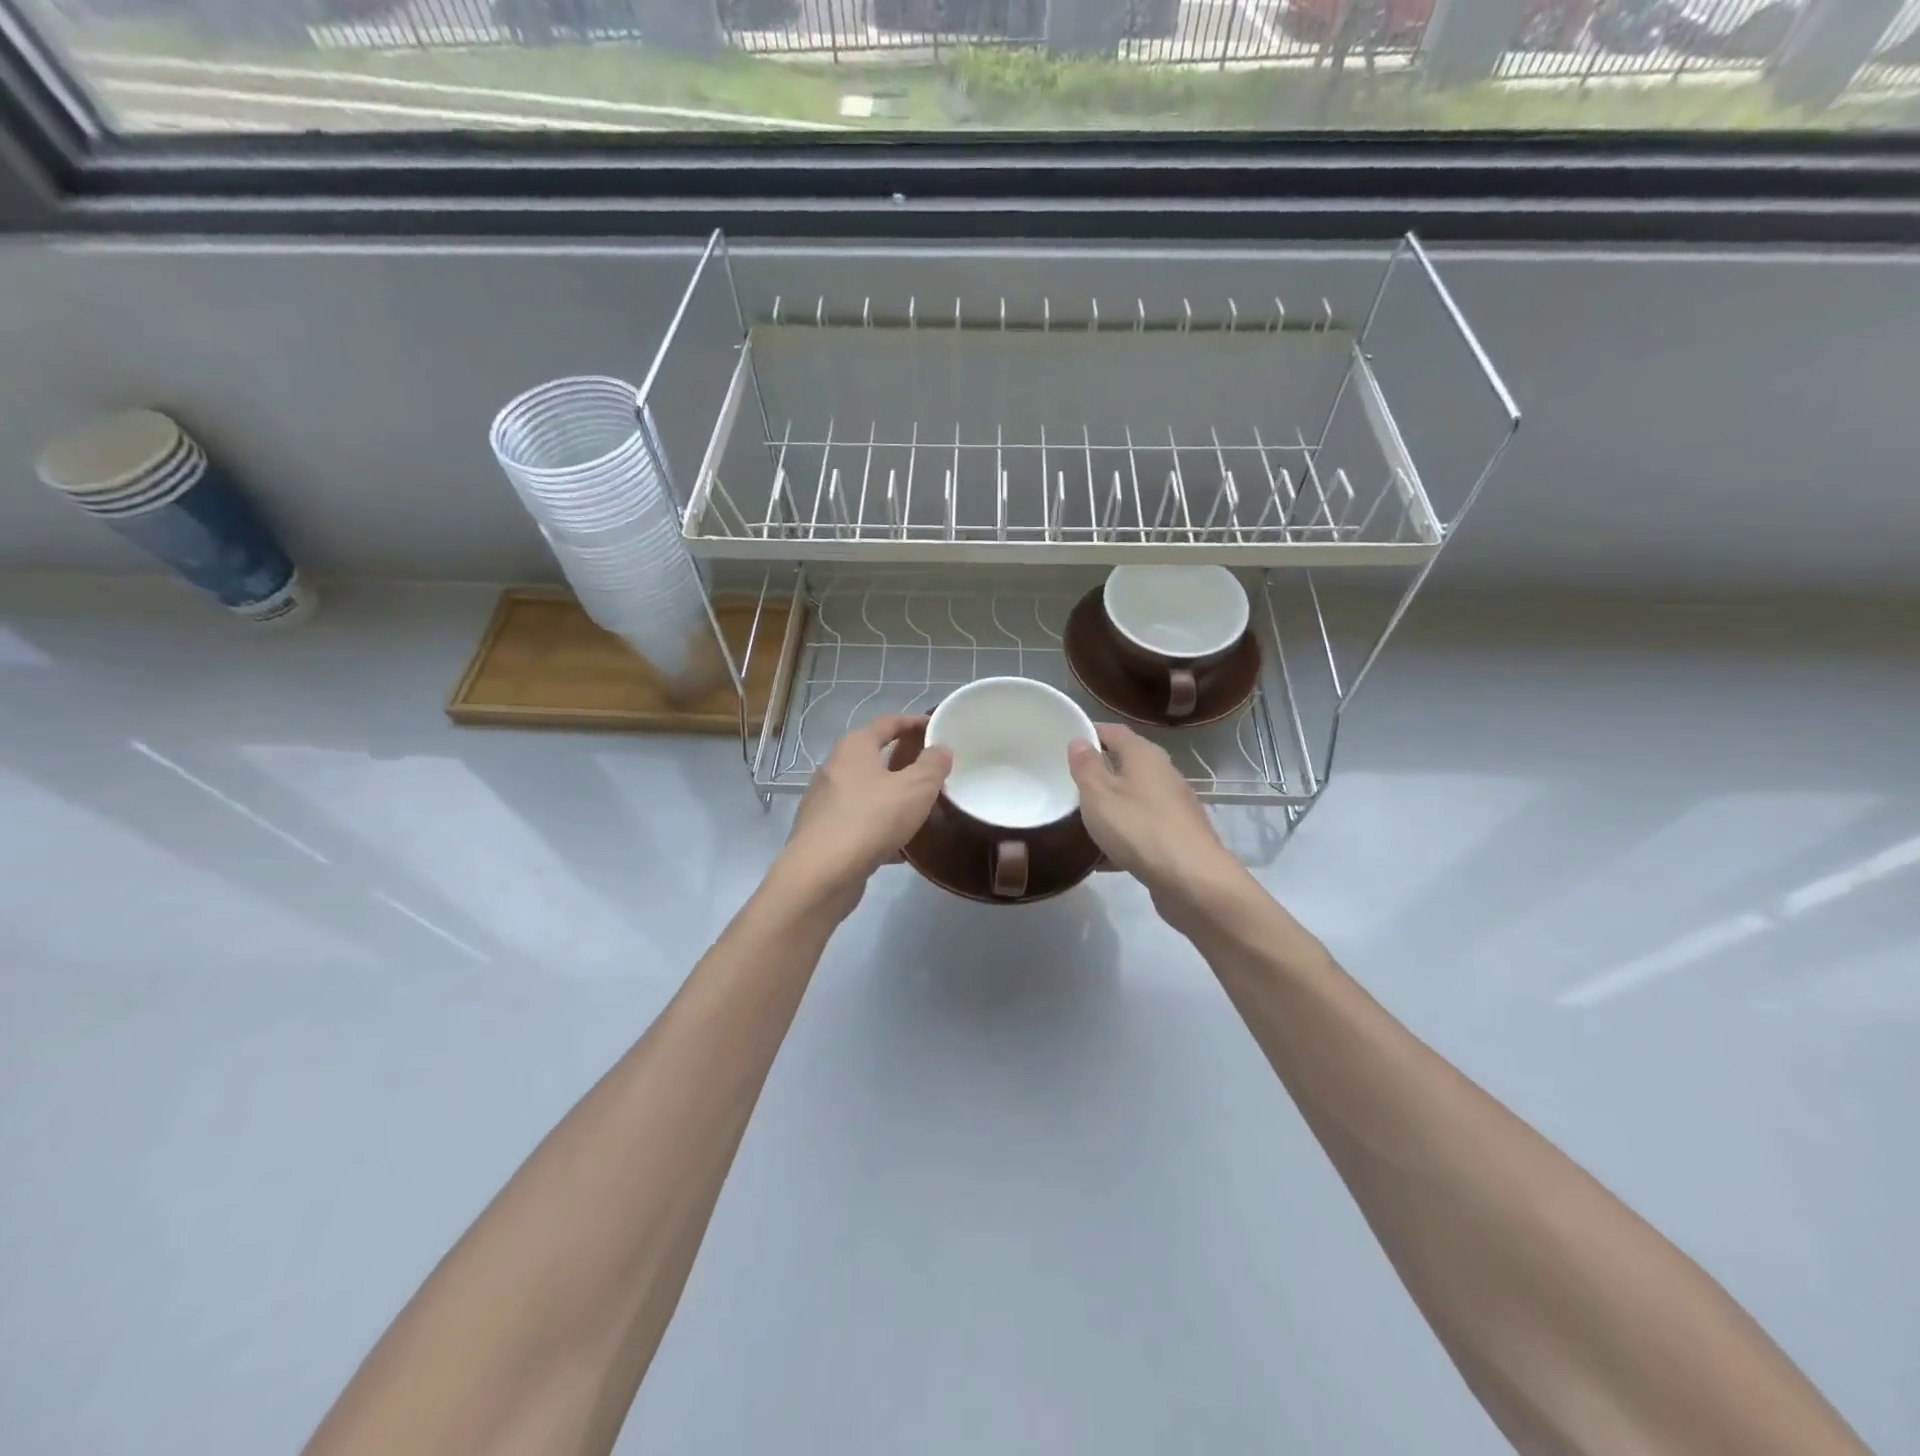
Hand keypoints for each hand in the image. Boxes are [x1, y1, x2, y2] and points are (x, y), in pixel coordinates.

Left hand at [780, 715, 951, 914]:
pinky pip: (859, 821)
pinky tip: (899, 847)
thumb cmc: (871, 819)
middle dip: (904, 761)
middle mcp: (835, 767)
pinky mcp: (823, 832)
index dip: (914, 722)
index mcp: (854, 747)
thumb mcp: (916, 788)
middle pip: (875, 756)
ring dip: (892, 796)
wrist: (821, 873)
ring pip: (867, 791)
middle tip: (933, 771)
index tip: (936, 728)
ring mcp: (825, 801)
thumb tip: (940, 749)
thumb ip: (932, 765)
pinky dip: (880, 826)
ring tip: (920, 808)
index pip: (888, 723)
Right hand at [1069, 723, 1247, 918]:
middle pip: (1127, 763)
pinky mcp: (1177, 836)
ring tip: (1080, 819)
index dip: (1091, 732)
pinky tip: (1103, 857)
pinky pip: (1142, 827)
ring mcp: (1174, 806)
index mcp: (1144, 755)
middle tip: (1067, 782)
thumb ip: (1086, 766)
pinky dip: (1123, 834)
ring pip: (1134, 797)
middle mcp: (1163, 774)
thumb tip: (1079, 740)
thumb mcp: (1099, 794)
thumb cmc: (1139, 828)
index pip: (1114, 731)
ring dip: (1110, 805)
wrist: (1193, 880)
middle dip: (1099, 771)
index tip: (1066, 742)